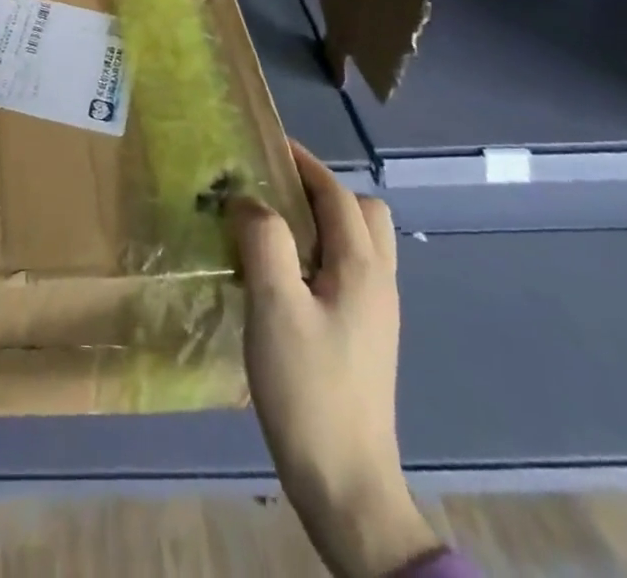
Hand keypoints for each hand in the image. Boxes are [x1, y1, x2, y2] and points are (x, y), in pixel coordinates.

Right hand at [229, 140, 437, 577]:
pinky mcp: (364, 336)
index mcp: (361, 268)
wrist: (346, 483)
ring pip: (359, 242)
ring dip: (322, 221)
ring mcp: (376, 313)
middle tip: (273, 191)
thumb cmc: (308, 388)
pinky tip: (284, 274)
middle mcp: (378, 282)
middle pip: (362, 213)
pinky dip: (321, 252)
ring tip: (274, 228)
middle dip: (321, 190)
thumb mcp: (275, 306)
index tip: (268, 144)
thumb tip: (248, 200)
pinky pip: (348, 270)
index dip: (305, 163)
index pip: (338, 194)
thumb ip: (264, 241)